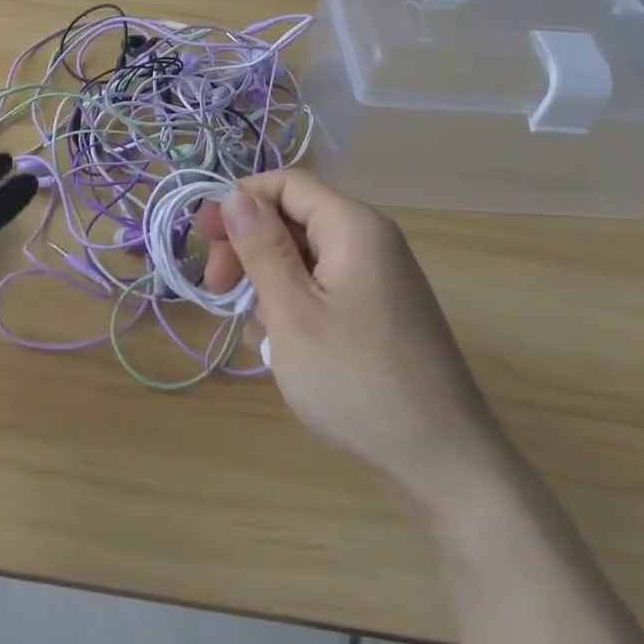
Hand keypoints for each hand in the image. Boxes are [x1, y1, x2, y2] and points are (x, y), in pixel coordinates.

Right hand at [195, 171, 507, 500]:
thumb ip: (262, 248)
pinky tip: (280, 347)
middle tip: (218, 290)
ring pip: (305, 257)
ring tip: (255, 332)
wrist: (441, 460)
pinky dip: (294, 305)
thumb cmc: (355, 380)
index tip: (201, 240)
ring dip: (268, 283)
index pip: (286, 183)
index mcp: (353, 227)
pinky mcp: (379, 311)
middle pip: (294, 218)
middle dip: (249, 246)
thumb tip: (235, 195)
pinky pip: (324, 287)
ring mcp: (378, 278)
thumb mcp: (293, 312)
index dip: (238, 201)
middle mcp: (371, 241)